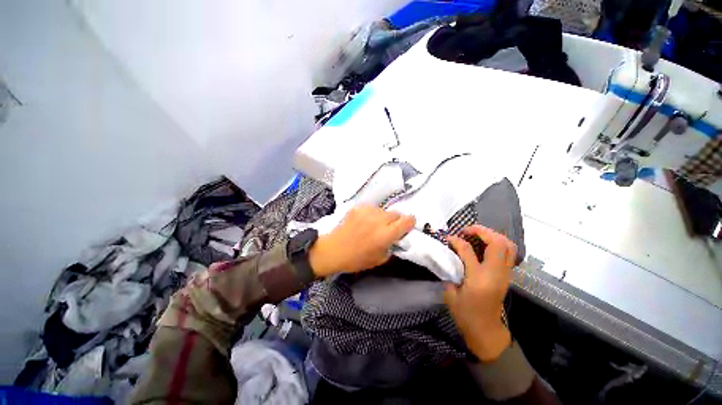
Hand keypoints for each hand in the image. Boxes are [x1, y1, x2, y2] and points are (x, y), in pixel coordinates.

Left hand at [309, 204, 415, 276]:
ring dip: (382, 217)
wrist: (333, 250)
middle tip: (388, 228)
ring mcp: (367, 212)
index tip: (407, 226)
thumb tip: (397, 238)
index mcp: (386, 234)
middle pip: (396, 213)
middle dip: (395, 221)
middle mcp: (378, 220)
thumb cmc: (356, 259)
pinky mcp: (358, 208)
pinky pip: (371, 208)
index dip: (410, 223)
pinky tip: (363, 222)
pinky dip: (371, 214)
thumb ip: (392, 247)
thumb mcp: (379, 259)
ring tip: (373, 225)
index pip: (407, 221)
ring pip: (383, 210)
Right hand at [444, 225, 516, 361]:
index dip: (456, 240)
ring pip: (508, 246)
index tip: (448, 237)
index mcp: (479, 278)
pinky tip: (485, 245)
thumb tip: (449, 255)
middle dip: (482, 231)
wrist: (486, 331)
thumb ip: (450, 271)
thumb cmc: (466, 314)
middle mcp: (495, 273)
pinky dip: (498, 243)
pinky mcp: (507, 275)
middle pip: (497, 243)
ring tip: (477, 235)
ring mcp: (504, 274)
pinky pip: (509, 253)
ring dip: (493, 235)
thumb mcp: (450, 293)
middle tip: (467, 231)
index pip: (467, 250)